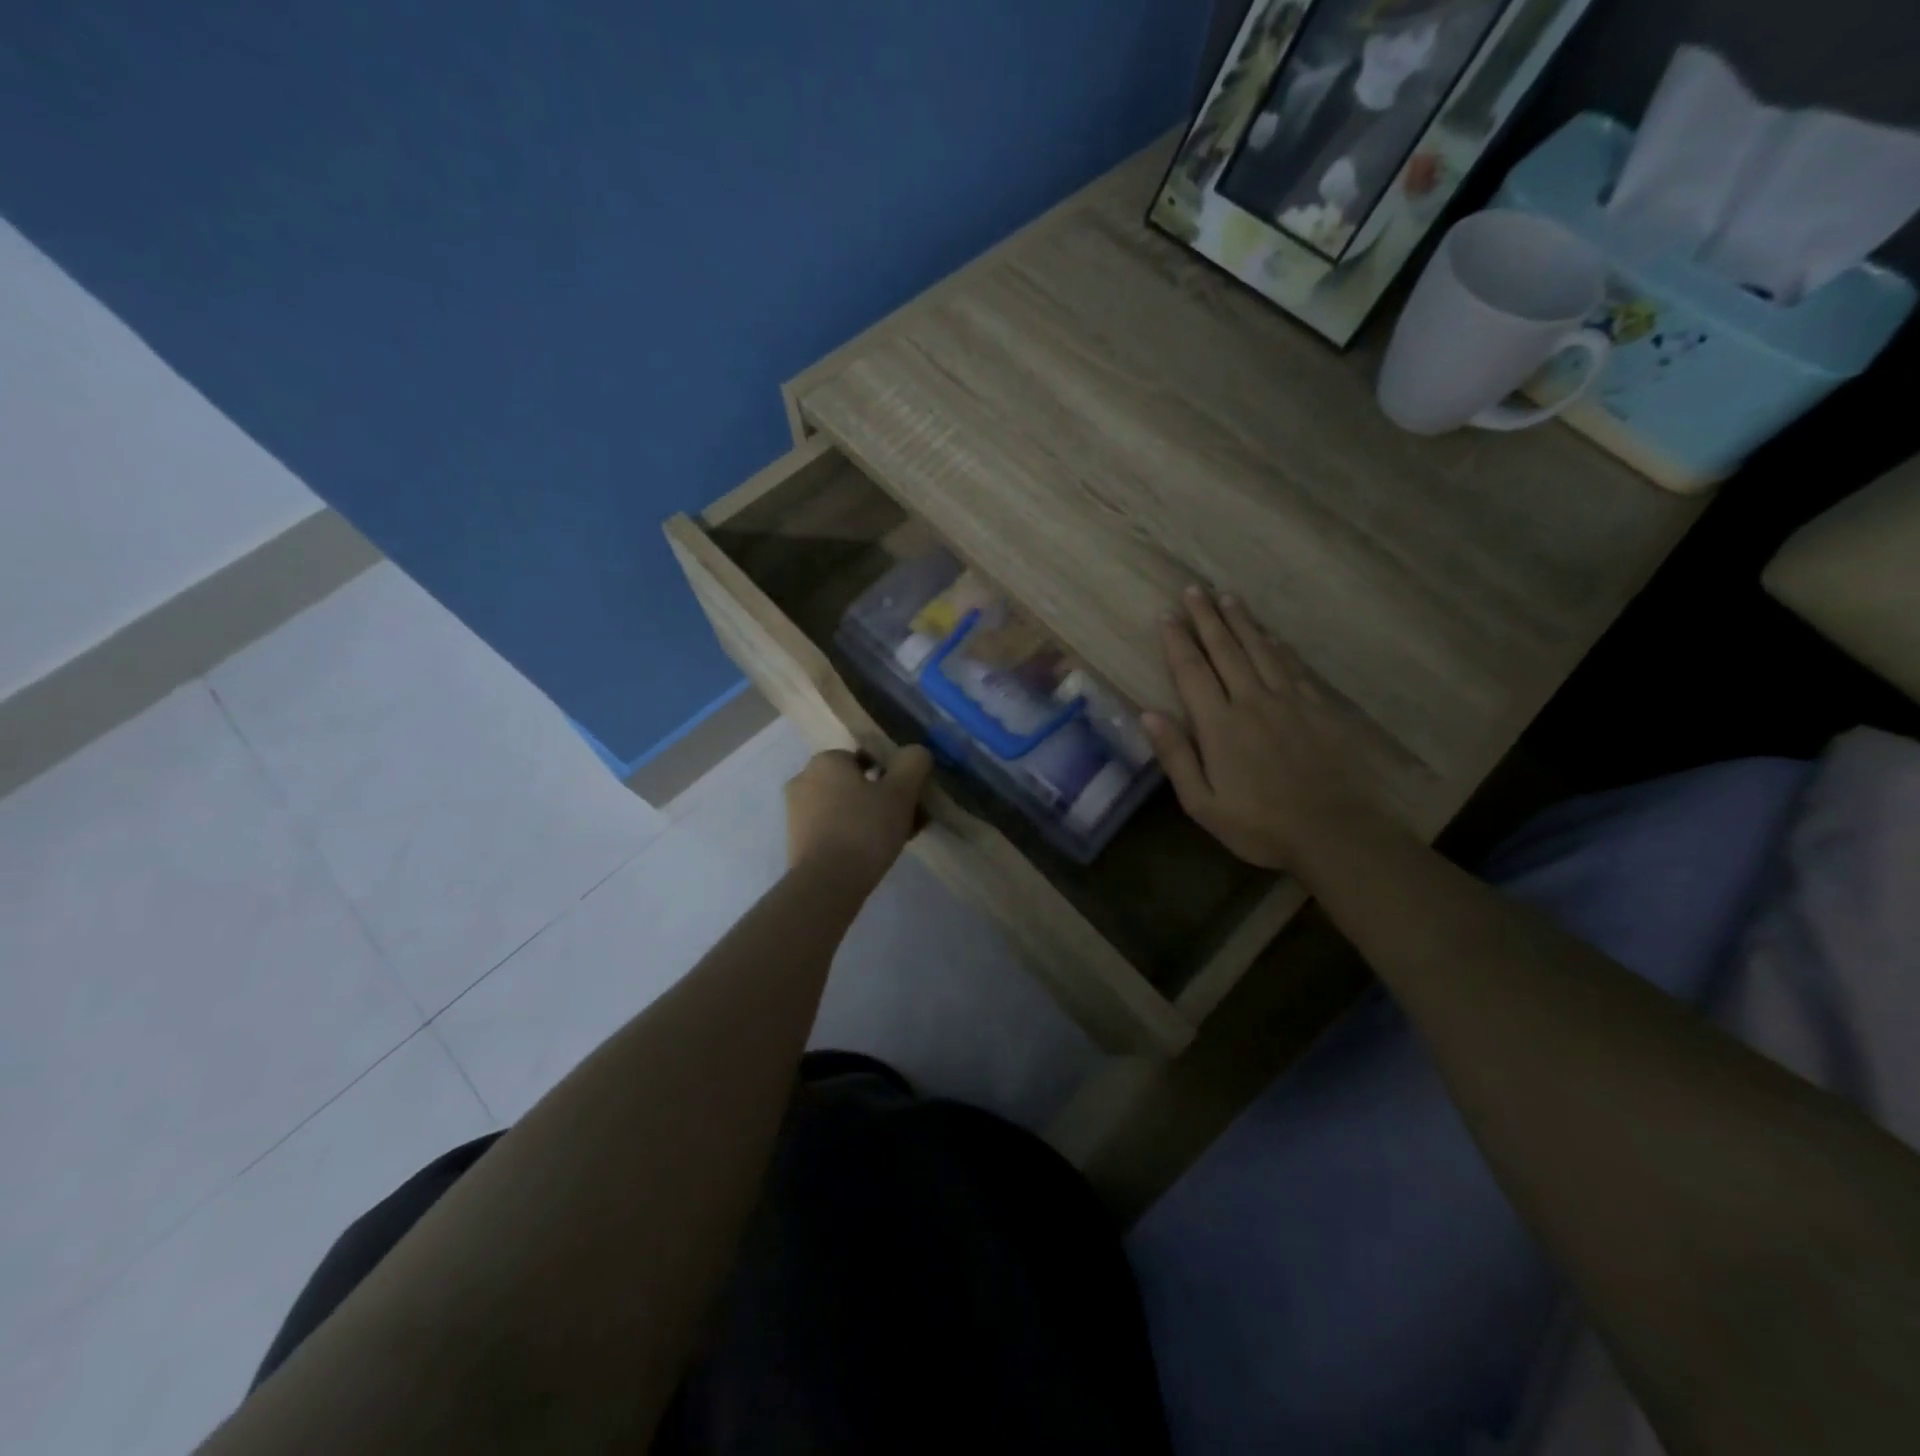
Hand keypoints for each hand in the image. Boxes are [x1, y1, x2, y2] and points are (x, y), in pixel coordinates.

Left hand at [785, 746, 933, 883]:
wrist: (826, 884)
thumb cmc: (864, 829)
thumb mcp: (900, 792)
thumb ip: (913, 763)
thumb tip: (916, 752)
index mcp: (826, 760)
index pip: (866, 758)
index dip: (891, 776)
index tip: (908, 798)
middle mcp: (804, 779)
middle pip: (855, 783)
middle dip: (880, 798)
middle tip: (906, 820)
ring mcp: (796, 812)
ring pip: (844, 807)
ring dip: (868, 818)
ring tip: (893, 841)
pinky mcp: (796, 841)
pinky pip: (832, 829)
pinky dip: (851, 836)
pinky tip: (871, 854)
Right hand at [1143, 587, 1375, 871]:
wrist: (1332, 832)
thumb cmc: (1258, 825)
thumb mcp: (1202, 803)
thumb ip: (1176, 756)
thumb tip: (1149, 714)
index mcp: (1219, 724)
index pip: (1192, 671)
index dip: (1177, 641)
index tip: (1166, 615)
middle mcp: (1251, 701)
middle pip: (1225, 650)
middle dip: (1206, 618)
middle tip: (1194, 589)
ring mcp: (1288, 702)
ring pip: (1259, 650)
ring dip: (1241, 622)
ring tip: (1227, 597)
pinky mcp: (1316, 709)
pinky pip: (1293, 667)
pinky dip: (1278, 647)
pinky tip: (1271, 636)